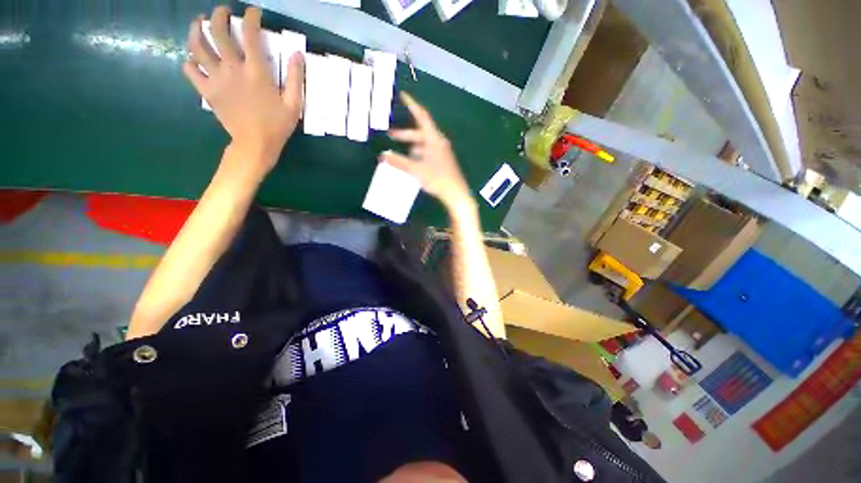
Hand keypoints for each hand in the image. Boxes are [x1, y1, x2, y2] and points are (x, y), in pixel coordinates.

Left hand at [183, 6, 304, 175]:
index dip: (251, 18)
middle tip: (223, 11)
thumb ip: (295, 78)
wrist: (255, 145)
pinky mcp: (207, 91)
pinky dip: (189, 60)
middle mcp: (233, 69)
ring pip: (197, 46)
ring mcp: (216, 79)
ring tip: (199, 23)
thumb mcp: (294, 104)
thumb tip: (297, 54)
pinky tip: (194, 58)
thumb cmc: (277, 125)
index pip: (250, 34)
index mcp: (256, 71)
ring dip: (196, 30)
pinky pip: (190, 70)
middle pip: (218, 32)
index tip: (253, 12)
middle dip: (219, 15)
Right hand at [382, 93, 471, 209]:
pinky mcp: (442, 161)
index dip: (412, 105)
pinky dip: (418, 153)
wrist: (456, 193)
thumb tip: (383, 155)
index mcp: (434, 138)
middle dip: (405, 134)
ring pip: (424, 143)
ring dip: (411, 145)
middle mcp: (439, 142)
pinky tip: (412, 162)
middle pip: (420, 132)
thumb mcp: (416, 169)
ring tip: (399, 152)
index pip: (422, 116)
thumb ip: (399, 162)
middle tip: (390, 136)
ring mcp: (442, 152)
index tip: (402, 95)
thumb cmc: (437, 178)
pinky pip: (428, 152)